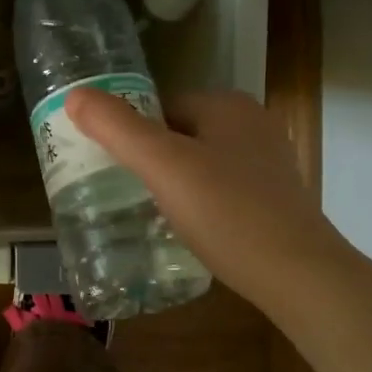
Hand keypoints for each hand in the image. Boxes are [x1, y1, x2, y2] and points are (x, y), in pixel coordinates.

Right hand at [64, 88, 344, 310]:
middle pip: (177, 133)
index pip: (158, 105)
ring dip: (170, 181)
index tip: (106, 166)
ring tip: (144, 212)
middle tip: (119, 191)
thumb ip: (117, 128)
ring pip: (197, 161)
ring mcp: (266, 161)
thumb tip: (74, 95)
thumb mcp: (163, 166)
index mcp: (227, 105)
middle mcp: (251, 124)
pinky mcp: (272, 196)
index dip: (128, 133)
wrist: (298, 276)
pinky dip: (196, 201)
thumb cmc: (227, 213)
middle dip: (147, 158)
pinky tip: (183, 227)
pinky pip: (218, 187)